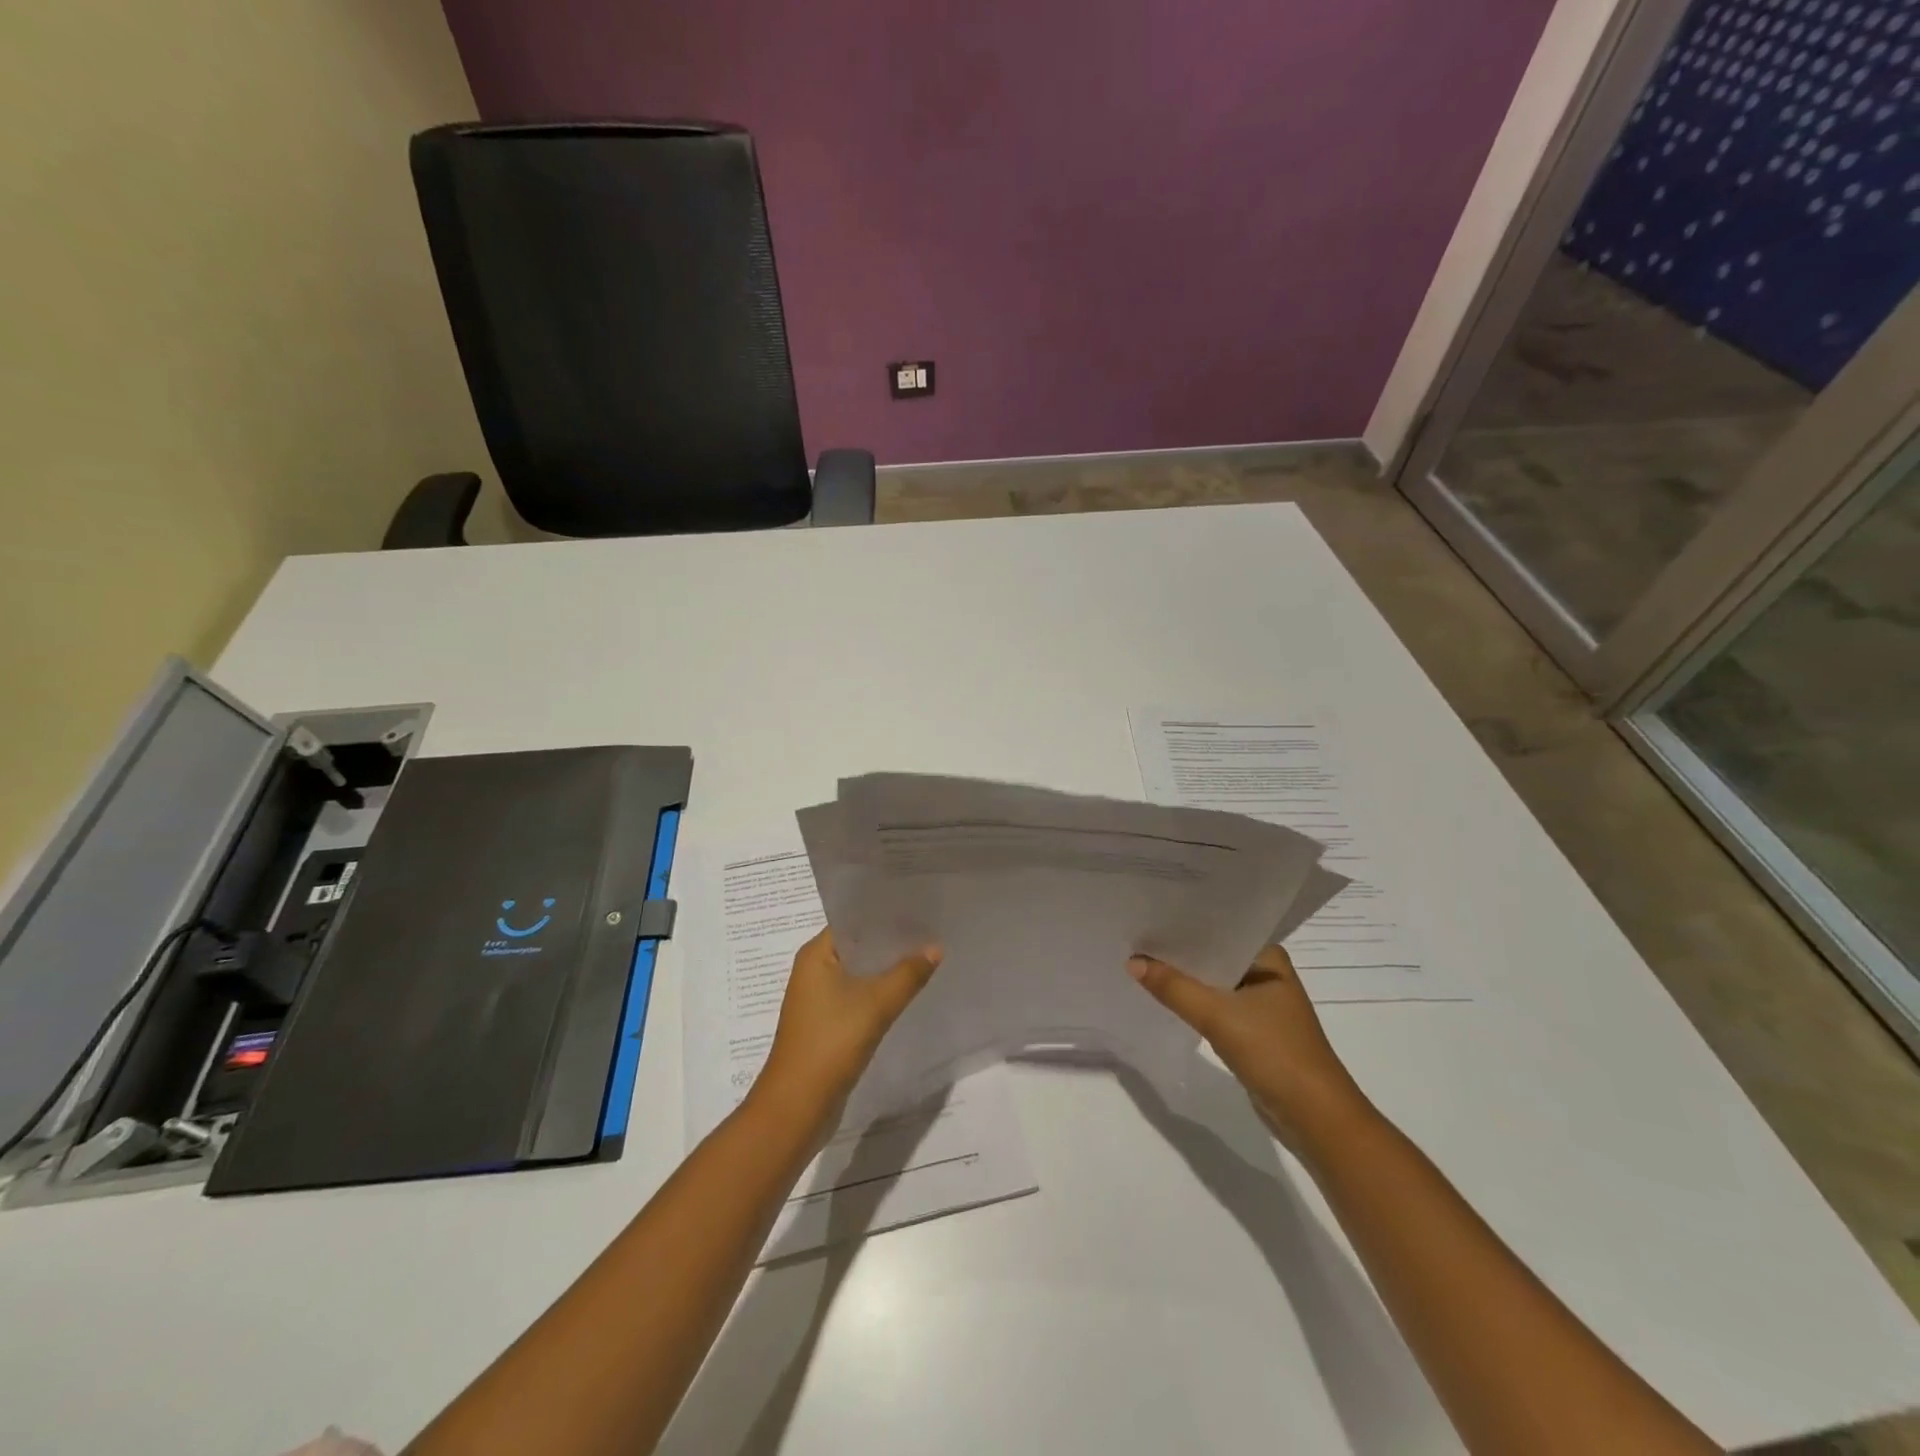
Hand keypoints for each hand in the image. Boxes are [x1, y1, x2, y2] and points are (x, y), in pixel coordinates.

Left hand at [755, 929, 941, 1133]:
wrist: (797, 1107)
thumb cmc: (831, 1044)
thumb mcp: (876, 1004)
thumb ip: (908, 974)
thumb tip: (936, 947)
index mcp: (815, 955)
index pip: (853, 921)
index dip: (886, 916)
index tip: (919, 910)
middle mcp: (813, 971)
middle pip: (858, 947)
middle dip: (892, 943)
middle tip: (931, 932)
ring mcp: (819, 999)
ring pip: (860, 974)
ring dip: (887, 970)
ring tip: (926, 959)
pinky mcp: (827, 1024)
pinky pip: (858, 997)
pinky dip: (880, 993)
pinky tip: (907, 994)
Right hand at [1128, 945, 1371, 1154]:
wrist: (1315, 1118)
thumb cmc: (1275, 1053)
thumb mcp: (1218, 1016)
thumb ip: (1173, 987)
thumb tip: (1132, 961)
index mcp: (1269, 958)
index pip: (1220, 929)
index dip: (1184, 924)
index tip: (1148, 916)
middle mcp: (1267, 975)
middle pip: (1215, 956)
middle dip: (1180, 952)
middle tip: (1136, 938)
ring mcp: (1263, 1005)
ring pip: (1215, 984)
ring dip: (1186, 980)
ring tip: (1142, 963)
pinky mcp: (1255, 1032)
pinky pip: (1217, 1008)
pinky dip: (1195, 1004)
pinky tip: (1166, 999)